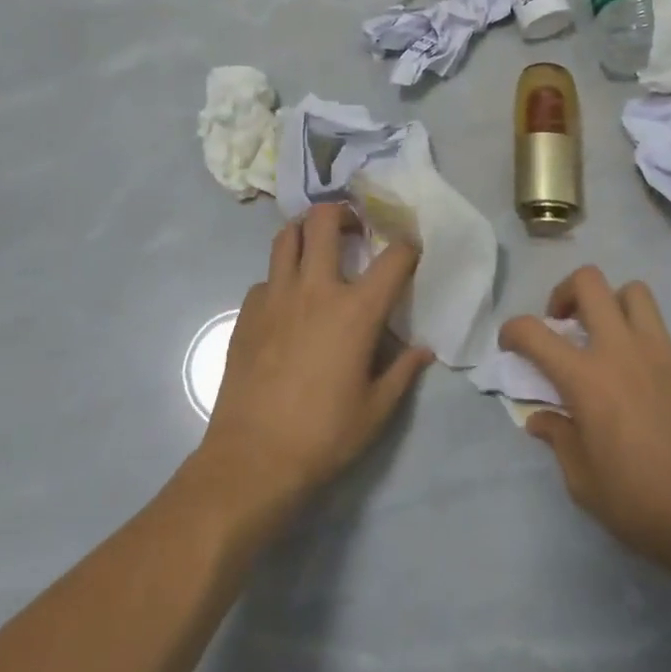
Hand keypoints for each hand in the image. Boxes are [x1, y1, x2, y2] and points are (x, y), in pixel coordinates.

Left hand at [197, 204, 432, 519]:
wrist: (253, 458)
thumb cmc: (324, 435)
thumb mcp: (376, 410)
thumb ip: (402, 372)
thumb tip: (423, 350)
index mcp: (356, 310)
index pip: (393, 259)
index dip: (408, 247)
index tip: (411, 249)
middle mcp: (316, 289)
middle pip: (324, 221)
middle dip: (343, 213)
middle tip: (353, 229)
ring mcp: (275, 296)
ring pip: (286, 237)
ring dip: (305, 232)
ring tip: (317, 248)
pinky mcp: (246, 312)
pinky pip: (266, 278)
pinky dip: (281, 278)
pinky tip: (287, 304)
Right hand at [499, 266, 670, 582]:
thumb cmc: (644, 505)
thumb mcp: (584, 483)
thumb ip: (559, 440)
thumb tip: (542, 419)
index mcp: (587, 379)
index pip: (534, 332)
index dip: (512, 330)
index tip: (510, 345)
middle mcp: (622, 352)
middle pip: (590, 282)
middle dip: (565, 293)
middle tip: (563, 326)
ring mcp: (663, 355)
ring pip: (634, 294)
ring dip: (611, 305)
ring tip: (606, 340)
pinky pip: (661, 338)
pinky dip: (643, 347)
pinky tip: (646, 390)